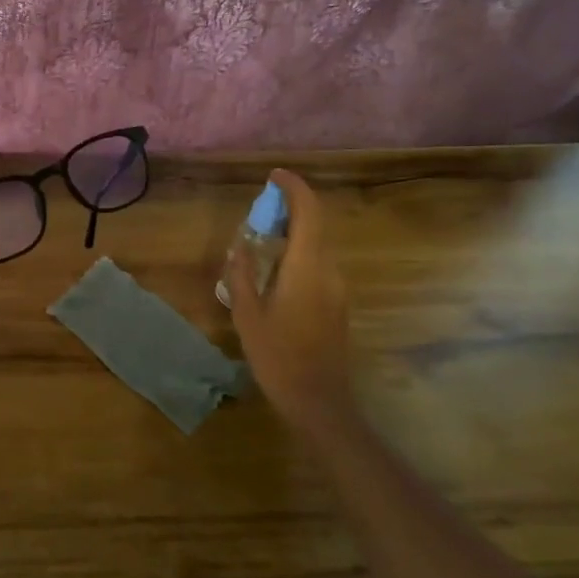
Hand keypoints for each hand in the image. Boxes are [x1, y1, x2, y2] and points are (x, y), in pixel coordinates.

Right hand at [225, 169, 353, 427]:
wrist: (319, 401)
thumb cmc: (277, 356)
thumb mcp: (247, 314)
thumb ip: (242, 273)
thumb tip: (241, 244)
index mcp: (306, 268)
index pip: (308, 213)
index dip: (294, 188)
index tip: (273, 176)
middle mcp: (328, 271)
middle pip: (315, 225)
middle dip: (290, 208)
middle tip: (259, 208)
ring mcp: (338, 288)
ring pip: (318, 245)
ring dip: (294, 231)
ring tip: (262, 237)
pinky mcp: (337, 303)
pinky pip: (318, 263)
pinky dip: (299, 252)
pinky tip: (276, 269)